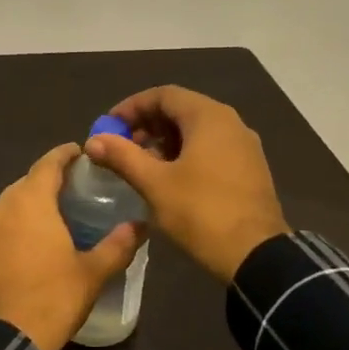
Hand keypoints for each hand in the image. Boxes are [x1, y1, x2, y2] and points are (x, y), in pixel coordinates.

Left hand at [0, 143, 145, 349]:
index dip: (66, 155)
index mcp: (30, 201)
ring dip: (30, 207)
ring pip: (10, 207)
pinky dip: (15, 229)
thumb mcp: (92, 273)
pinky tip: (29, 247)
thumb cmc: (51, 298)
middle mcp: (1, 206)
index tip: (82, 153)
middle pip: (27, 183)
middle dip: (50, 183)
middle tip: (76, 192)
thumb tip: (140, 225)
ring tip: (55, 220)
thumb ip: (117, 245)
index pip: (49, 163)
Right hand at [84, 85, 288, 281]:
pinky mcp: (249, 169)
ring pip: (197, 131)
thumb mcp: (155, 184)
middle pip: (181, 110)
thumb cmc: (201, 212)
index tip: (108, 127)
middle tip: (122, 147)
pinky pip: (212, 148)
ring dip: (165, 141)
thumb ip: (122, 157)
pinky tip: (169, 179)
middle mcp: (231, 123)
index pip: (163, 95)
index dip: (131, 107)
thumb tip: (93, 141)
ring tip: (141, 165)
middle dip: (147, 125)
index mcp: (209, 117)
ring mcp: (244, 146)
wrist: (256, 255)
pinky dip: (186, 154)